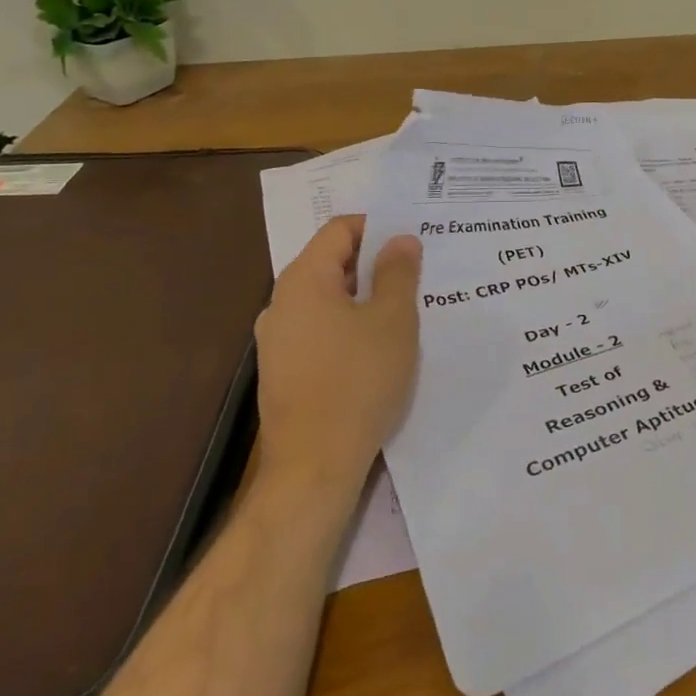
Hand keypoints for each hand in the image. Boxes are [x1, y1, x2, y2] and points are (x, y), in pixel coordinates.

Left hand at [253, 215, 421, 492]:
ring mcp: (277, 341)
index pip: (339, 229)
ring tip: (404, 311)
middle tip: (417, 273)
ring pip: (327, 301)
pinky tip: (378, 349)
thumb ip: (398, 272)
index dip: (377, 227)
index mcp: (303, 280)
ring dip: (364, 298)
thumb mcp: (392, 320)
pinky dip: (349, 327)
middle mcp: (281, 303)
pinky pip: (320, 331)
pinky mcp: (283, 372)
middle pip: (331, 263)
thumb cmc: (357, 381)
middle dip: (374, 264)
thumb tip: (400, 239)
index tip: (412, 241)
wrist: (313, 468)